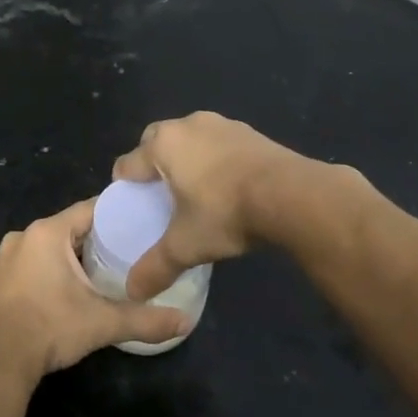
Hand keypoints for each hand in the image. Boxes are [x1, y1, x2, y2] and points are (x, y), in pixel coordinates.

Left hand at [0, 200, 189, 388]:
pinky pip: (30, 262)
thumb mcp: (103, 323)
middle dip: (95, 239)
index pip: (89, 210)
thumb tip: (186, 322)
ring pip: (47, 246)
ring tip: (100, 270)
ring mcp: (4, 257)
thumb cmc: (50, 328)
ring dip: (70, 256)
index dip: (116, 215)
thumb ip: (146, 320)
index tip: (139, 222)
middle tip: (126, 251)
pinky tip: (66, 289)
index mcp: (47, 233)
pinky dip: (48, 269)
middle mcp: (22, 236)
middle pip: (68, 228)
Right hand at [111, 111, 310, 298]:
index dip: (125, 187)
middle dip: (153, 164)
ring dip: (186, 158)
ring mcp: (222, 124)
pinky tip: (227, 185)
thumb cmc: (226, 213)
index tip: (133, 207)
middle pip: (155, 141)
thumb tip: (133, 292)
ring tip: (195, 190)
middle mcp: (187, 125)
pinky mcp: (250, 131)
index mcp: (163, 145)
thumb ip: (156, 267)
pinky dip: (215, 159)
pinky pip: (219, 143)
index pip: (128, 163)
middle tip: (161, 196)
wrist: (292, 195)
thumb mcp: (186, 246)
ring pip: (189, 138)